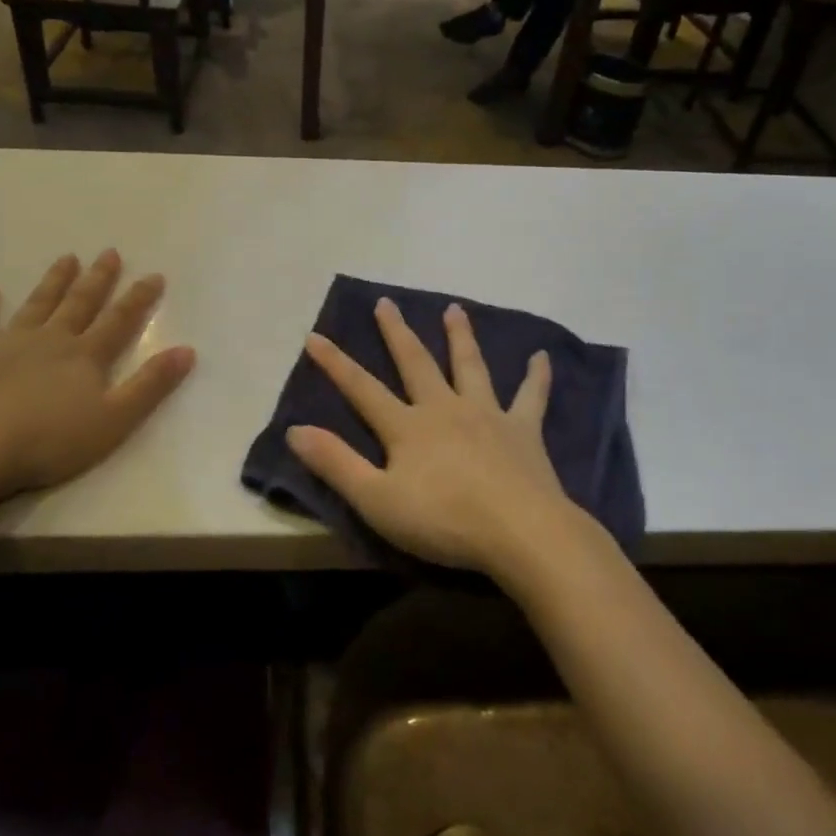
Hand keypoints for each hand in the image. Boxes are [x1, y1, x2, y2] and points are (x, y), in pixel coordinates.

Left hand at [0, 251, 194, 516]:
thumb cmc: (50, 442)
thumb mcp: (114, 420)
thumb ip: (150, 385)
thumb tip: (187, 350)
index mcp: (85, 356)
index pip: (119, 320)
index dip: (139, 298)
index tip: (154, 275)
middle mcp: (51, 339)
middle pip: (79, 303)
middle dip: (97, 278)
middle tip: (109, 253)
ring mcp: (8, 344)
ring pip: (37, 305)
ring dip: (54, 281)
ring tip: (66, 258)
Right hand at [286, 298, 576, 573]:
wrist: (520, 532)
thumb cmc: (444, 520)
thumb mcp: (377, 500)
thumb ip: (336, 463)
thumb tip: (294, 429)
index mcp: (408, 427)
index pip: (362, 388)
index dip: (335, 363)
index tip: (314, 335)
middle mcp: (445, 408)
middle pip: (416, 362)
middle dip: (397, 332)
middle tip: (387, 302)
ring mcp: (487, 415)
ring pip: (470, 366)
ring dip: (460, 337)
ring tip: (454, 309)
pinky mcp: (523, 430)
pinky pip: (531, 397)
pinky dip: (536, 376)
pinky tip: (542, 357)